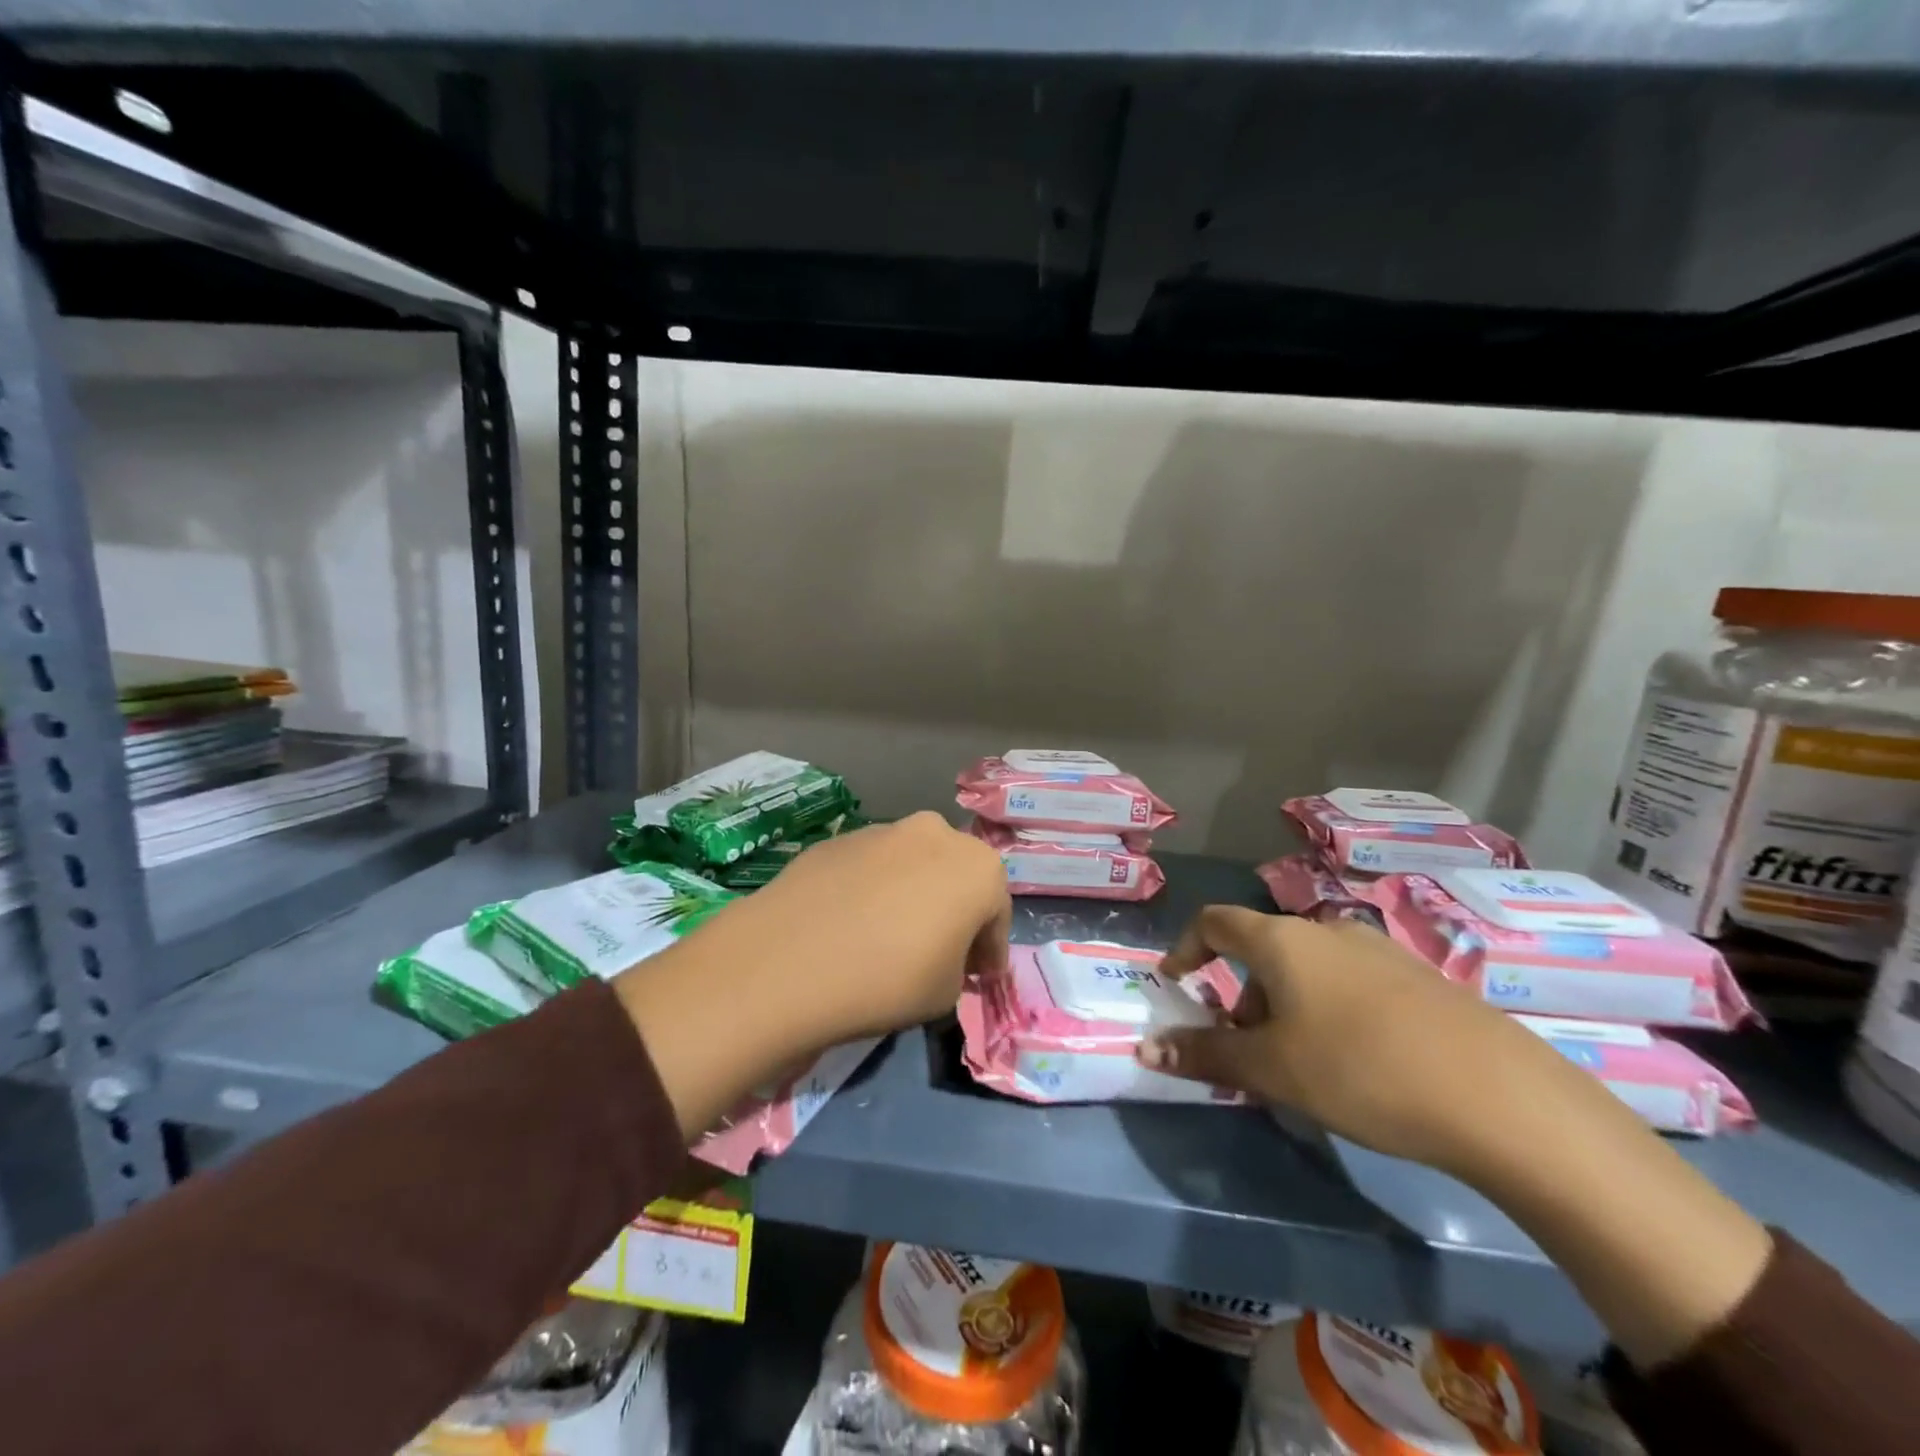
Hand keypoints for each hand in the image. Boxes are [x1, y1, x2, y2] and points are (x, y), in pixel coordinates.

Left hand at [723, 811, 1011, 1042]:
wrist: (789, 959)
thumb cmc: (888, 979)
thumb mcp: (946, 993)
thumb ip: (958, 966)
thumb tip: (943, 955)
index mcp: (978, 867)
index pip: (997, 914)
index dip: (990, 950)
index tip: (980, 978)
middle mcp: (936, 834)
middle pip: (957, 877)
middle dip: (956, 911)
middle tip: (940, 951)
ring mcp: (884, 830)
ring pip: (914, 866)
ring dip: (914, 894)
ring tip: (890, 936)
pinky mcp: (839, 838)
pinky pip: (872, 868)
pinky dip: (873, 890)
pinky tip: (851, 924)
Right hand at [1136, 906, 1558, 1176]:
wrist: (1499, 1096)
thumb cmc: (1360, 1069)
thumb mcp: (1272, 1070)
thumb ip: (1206, 1055)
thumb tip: (1147, 1048)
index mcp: (1282, 941)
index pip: (1214, 922)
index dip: (1186, 948)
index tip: (1176, 982)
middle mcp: (1326, 931)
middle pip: (1262, 950)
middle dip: (1241, 996)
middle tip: (1246, 1050)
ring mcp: (1378, 951)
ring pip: (1308, 969)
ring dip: (1284, 1005)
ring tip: (1300, 1064)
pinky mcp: (1419, 978)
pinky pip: (1349, 983)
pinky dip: (1327, 1010)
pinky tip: (1355, 1062)